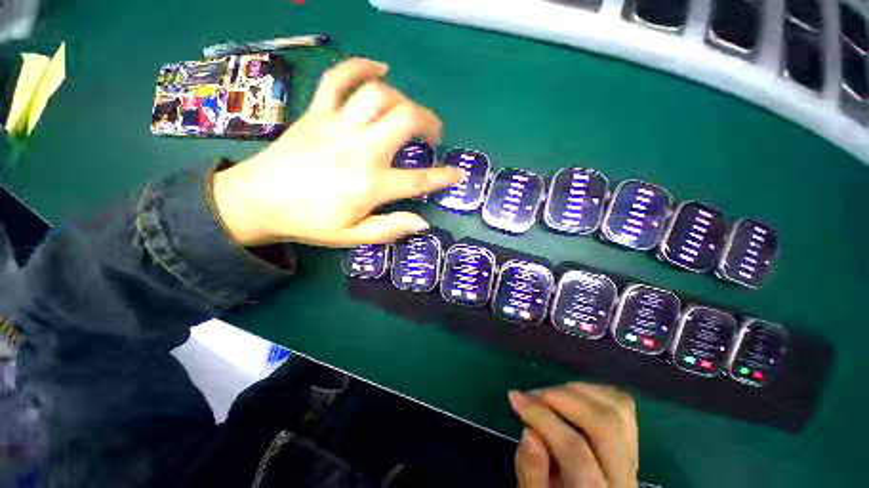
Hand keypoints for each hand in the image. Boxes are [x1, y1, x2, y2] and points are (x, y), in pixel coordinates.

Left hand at [212, 58, 462, 246]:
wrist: (257, 201)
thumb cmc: (309, 222)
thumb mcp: (353, 237)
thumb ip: (390, 229)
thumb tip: (422, 223)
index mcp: (371, 185)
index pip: (419, 180)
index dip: (443, 177)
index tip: (457, 174)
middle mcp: (360, 149)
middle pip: (405, 119)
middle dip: (429, 122)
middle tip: (432, 134)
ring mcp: (337, 126)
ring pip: (380, 95)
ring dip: (403, 100)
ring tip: (408, 112)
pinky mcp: (317, 113)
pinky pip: (339, 78)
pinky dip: (361, 67)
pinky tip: (379, 69)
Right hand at [509, 383, 638, 487]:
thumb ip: (531, 473)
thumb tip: (528, 431)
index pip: (575, 451)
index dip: (542, 418)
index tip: (515, 398)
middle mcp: (624, 476)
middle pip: (605, 423)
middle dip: (563, 398)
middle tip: (532, 394)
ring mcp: (633, 457)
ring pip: (619, 408)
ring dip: (579, 391)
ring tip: (548, 394)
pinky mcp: (632, 443)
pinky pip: (622, 405)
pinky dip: (593, 392)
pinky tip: (570, 396)